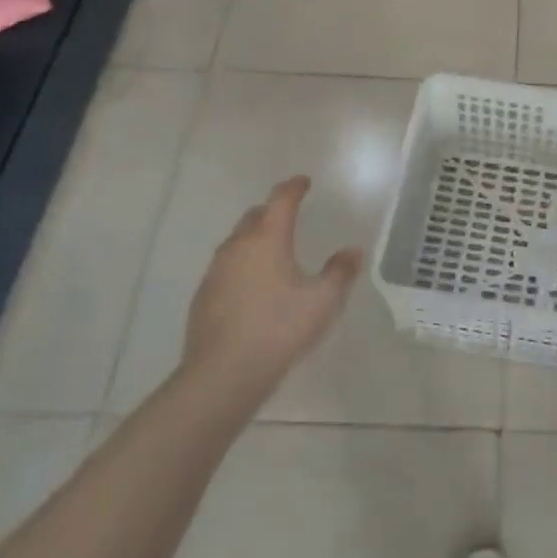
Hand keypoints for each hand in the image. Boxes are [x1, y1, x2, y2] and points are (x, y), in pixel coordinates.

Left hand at [181, 177, 362, 401]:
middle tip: (289, 215)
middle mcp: (238, 246)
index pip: (281, 199)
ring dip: (254, 238)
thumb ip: (341, 272)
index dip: (294, 187)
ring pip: (237, 242)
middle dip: (272, 211)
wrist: (222, 375)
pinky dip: (242, 265)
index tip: (303, 182)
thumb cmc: (279, 329)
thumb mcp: (323, 301)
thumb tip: (353, 250)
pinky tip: (252, 287)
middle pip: (254, 216)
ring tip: (272, 251)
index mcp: (268, 238)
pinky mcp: (203, 296)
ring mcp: (216, 271)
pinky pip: (226, 267)